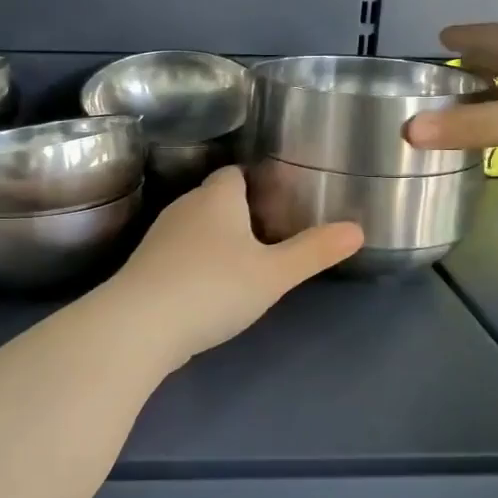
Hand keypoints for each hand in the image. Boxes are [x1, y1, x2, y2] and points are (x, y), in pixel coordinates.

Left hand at [104, 166, 363, 362]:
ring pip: (195, 227)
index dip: (257, 183)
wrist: (140, 324)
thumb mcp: (274, 274)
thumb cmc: (214, 288)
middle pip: (215, 199)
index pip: (235, 173)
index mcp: (217, 197)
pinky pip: (179, 254)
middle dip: (240, 213)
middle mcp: (185, 206)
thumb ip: (314, 251)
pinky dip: (196, 263)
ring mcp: (160, 236)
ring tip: (244, 263)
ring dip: (216, 240)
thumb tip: (357, 229)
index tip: (279, 202)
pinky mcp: (145, 265)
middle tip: (271, 237)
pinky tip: (209, 288)